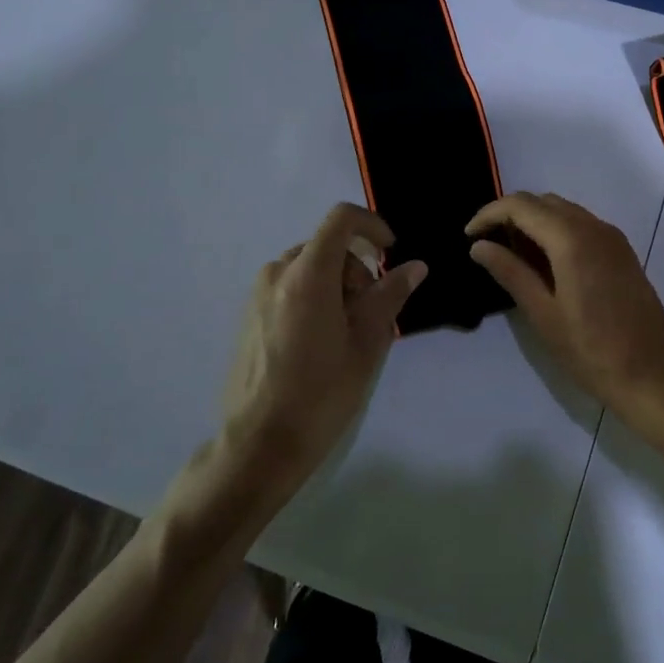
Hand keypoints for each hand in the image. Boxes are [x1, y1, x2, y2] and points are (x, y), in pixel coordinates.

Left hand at [220, 203, 426, 488]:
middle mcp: (277, 273)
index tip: (389, 253)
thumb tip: (414, 266)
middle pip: (327, 246)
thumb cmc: (321, 392)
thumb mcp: (367, 342)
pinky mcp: (249, 314)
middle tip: (371, 312)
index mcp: (307, 274)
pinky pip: (290, 287)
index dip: (372, 225)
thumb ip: (390, 295)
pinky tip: (320, 342)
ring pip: (309, 267)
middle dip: (356, 268)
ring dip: (336, 284)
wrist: (260, 443)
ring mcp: (258, 294)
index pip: (341, 219)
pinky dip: (314, 296)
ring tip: (347, 332)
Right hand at [467, 193, 663, 448]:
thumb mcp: (543, 314)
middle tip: (487, 246)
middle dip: (510, 215)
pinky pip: (581, 226)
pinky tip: (544, 264)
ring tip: (511, 256)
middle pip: (543, 202)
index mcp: (572, 238)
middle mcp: (595, 227)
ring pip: (563, 212)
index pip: (521, 205)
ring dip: (534, 222)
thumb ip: (510, 272)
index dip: (489, 214)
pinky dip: (556, 232)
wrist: (656, 377)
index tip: (468, 236)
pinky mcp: (622, 253)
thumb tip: (479, 246)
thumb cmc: (593, 352)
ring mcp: (613, 239)